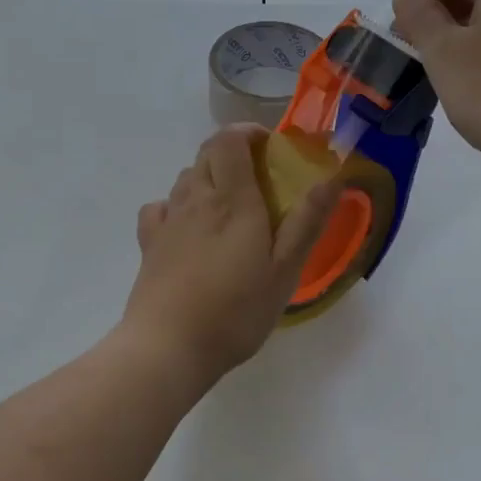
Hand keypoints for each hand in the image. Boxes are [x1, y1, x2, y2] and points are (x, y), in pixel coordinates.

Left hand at [120, 125, 342, 383]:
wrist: (168, 347)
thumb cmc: (235, 310)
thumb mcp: (284, 271)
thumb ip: (307, 221)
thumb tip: (332, 176)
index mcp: (232, 200)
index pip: (229, 141)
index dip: (247, 132)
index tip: (269, 147)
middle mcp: (196, 199)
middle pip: (206, 154)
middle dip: (232, 152)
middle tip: (258, 177)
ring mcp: (168, 221)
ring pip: (185, 178)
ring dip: (207, 176)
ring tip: (229, 204)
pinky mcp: (149, 245)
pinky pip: (159, 207)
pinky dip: (175, 205)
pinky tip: (186, 226)